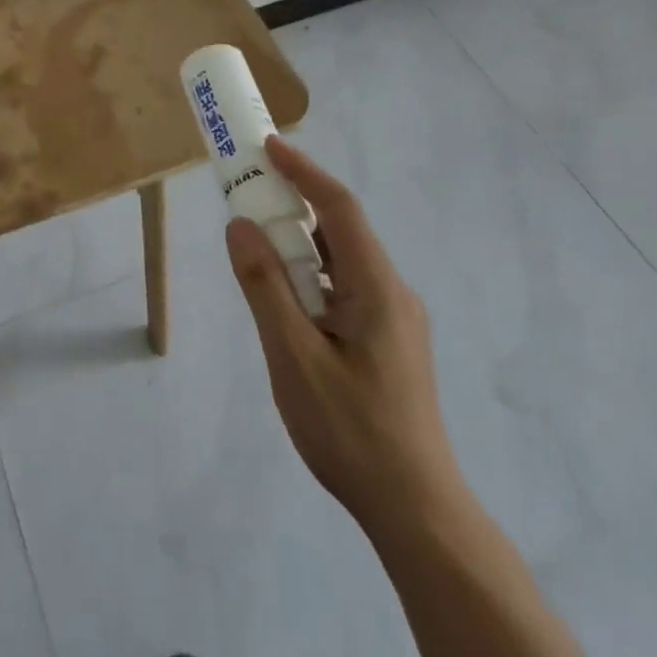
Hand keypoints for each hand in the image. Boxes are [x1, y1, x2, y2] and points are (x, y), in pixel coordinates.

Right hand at [226, 136, 466, 551]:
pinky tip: (286, 301)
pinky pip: (345, 289)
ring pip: (342, 263)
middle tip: (247, 194)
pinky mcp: (388, 342)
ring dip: (299, 245)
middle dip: (293, 205)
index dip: (304, 172)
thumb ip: (266, 288)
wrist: (415, 509)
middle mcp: (393, 292)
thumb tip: (241, 227)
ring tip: (257, 246)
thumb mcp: (293, 358)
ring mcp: (394, 319)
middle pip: (340, 231)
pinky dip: (311, 277)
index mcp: (378, 288)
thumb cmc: (350, 431)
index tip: (267, 146)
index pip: (339, 209)